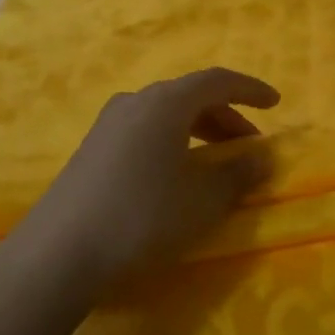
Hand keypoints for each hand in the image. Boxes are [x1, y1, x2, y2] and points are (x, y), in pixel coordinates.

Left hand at [8, 67, 280, 284]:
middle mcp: (136, 102)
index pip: (217, 81)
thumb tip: (263, 156)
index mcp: (166, 103)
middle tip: (249, 146)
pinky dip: (173, 142)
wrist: (58, 253)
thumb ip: (239, 173)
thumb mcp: (203, 200)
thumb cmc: (142, 217)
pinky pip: (145, 131)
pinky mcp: (92, 149)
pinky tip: (175, 175)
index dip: (251, 90)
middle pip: (191, 96)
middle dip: (227, 117)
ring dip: (199, 131)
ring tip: (216, 163)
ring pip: (166, 115)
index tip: (275, 104)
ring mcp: (108, 125)